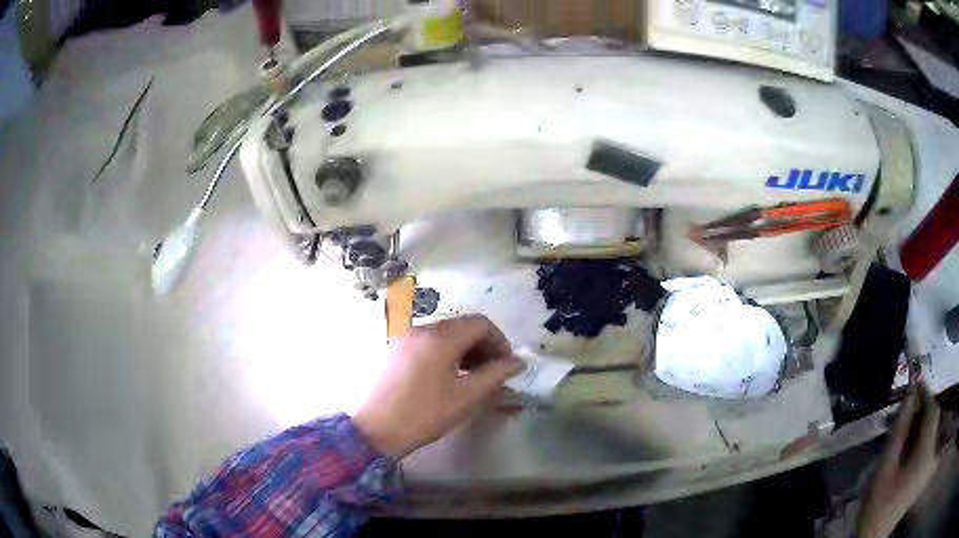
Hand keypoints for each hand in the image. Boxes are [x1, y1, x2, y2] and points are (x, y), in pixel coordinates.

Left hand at [353, 315, 522, 458]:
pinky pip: (426, 344)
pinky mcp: (393, 350)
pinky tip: (445, 379)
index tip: (505, 367)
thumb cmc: (424, 414)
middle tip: (491, 375)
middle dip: (483, 347)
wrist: (375, 430)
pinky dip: (444, 354)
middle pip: (461, 327)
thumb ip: (496, 375)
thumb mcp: (466, 397)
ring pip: (443, 335)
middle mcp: (421, 329)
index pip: (481, 323)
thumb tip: (518, 362)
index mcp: (440, 337)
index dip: (500, 342)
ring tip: (470, 379)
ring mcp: (404, 338)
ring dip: (464, 351)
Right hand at [858, 386, 941, 537]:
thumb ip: (897, 433)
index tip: (915, 384)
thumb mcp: (884, 471)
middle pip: (933, 421)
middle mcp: (930, 453)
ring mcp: (926, 465)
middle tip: (907, 409)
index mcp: (925, 451)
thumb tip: (908, 399)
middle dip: (923, 411)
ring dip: (921, 426)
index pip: (932, 410)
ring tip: (906, 427)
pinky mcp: (922, 474)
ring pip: (930, 434)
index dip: (925, 394)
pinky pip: (926, 447)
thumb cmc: (879, 508)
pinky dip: (920, 441)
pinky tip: (908, 448)